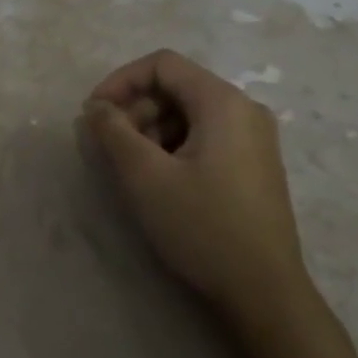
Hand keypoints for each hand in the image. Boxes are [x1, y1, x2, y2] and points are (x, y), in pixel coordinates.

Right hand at [83, 49, 309, 317]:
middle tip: (109, 147)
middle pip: (177, 87)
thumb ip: (114, 132)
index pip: (162, 64)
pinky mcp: (254, 165)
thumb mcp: (145, 176)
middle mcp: (244, 110)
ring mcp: (254, 139)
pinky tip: (160, 181)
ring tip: (131, 168)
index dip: (121, 81)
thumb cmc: (202, 227)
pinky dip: (174, 147)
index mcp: (223, 102)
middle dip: (136, 109)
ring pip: (189, 114)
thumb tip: (96, 107)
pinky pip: (206, 137)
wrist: (264, 292)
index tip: (93, 114)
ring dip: (152, 130)